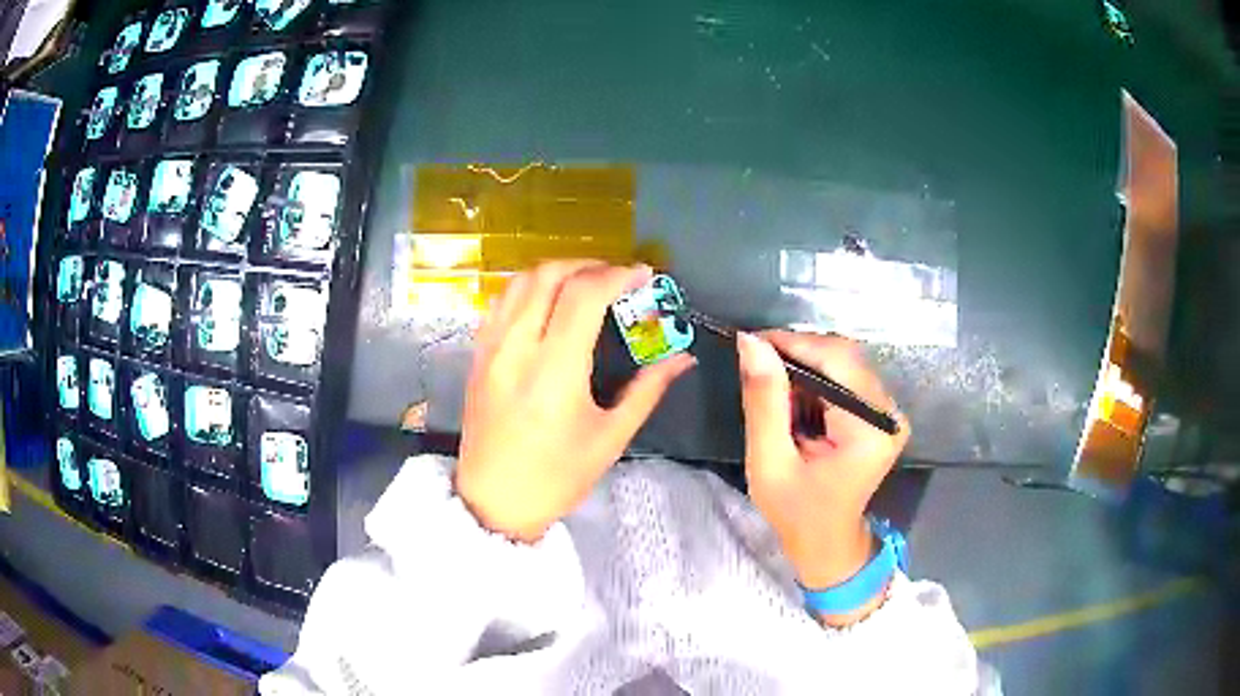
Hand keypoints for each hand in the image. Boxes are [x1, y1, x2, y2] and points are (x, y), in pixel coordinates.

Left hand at [454, 261, 696, 542]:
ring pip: (520, 281)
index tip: (643, 275)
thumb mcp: (610, 438)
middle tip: (617, 278)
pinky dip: (529, 288)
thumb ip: (648, 389)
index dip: (618, 275)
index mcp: (555, 371)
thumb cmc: (557, 478)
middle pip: (550, 276)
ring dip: (557, 271)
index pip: (584, 296)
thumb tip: (683, 357)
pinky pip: (500, 302)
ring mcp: (491, 349)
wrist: (494, 503)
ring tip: (585, 284)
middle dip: (589, 265)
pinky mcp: (477, 355)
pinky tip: (548, 302)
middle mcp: (517, 348)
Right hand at [737, 331, 909, 622]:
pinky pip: (846, 378)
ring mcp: (888, 412)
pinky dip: (816, 380)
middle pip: (843, 356)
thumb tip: (750, 342)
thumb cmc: (796, 513)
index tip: (750, 342)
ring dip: (805, 366)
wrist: (827, 542)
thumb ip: (764, 402)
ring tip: (772, 387)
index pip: (836, 361)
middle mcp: (889, 413)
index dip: (793, 343)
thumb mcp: (770, 462)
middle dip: (797, 354)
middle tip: (756, 365)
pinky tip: (794, 398)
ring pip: (844, 362)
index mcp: (870, 429)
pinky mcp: (880, 414)